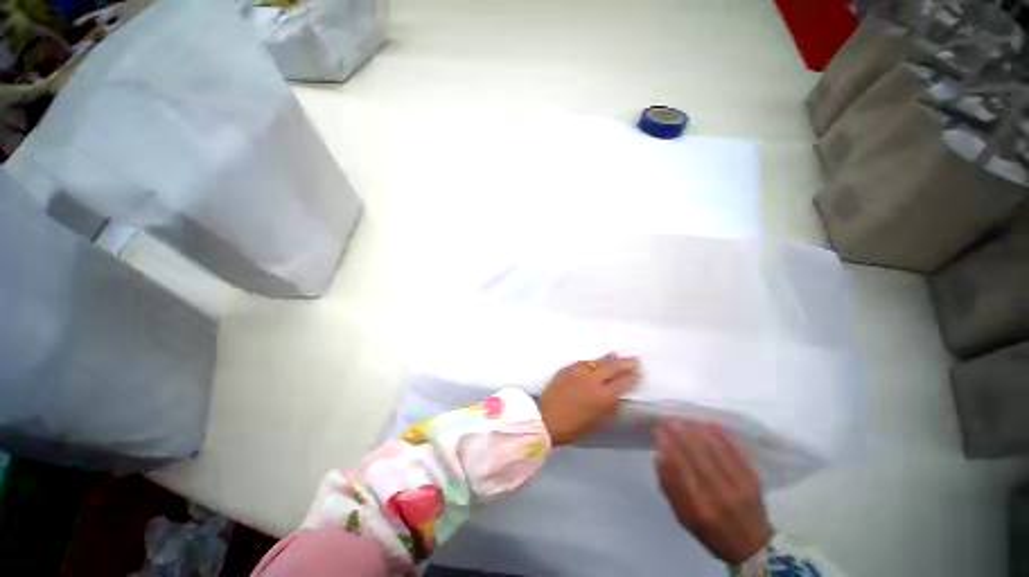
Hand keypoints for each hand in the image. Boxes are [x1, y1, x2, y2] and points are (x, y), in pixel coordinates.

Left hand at [539, 353, 639, 446]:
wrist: (546, 418)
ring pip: (598, 361)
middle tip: (634, 360)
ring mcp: (579, 371)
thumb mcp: (598, 423)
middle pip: (612, 367)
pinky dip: (593, 361)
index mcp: (603, 396)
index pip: (622, 382)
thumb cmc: (573, 427)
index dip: (631, 377)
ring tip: (616, 355)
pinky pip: (584, 362)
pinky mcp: (568, 368)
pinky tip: (596, 361)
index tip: (637, 372)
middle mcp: (593, 380)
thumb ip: (610, 408)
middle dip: (625, 363)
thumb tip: (617, 396)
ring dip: (609, 359)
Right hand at [655, 419, 773, 564]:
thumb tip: (659, 458)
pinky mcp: (753, 480)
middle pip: (698, 456)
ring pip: (716, 451)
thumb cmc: (712, 532)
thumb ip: (670, 488)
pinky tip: (711, 425)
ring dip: (699, 432)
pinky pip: (737, 452)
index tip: (659, 431)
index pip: (680, 469)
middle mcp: (719, 496)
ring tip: (686, 420)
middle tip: (670, 420)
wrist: (753, 547)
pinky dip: (723, 436)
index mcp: (699, 507)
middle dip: (681, 434)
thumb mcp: (684, 518)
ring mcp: (739, 486)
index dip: (669, 447)